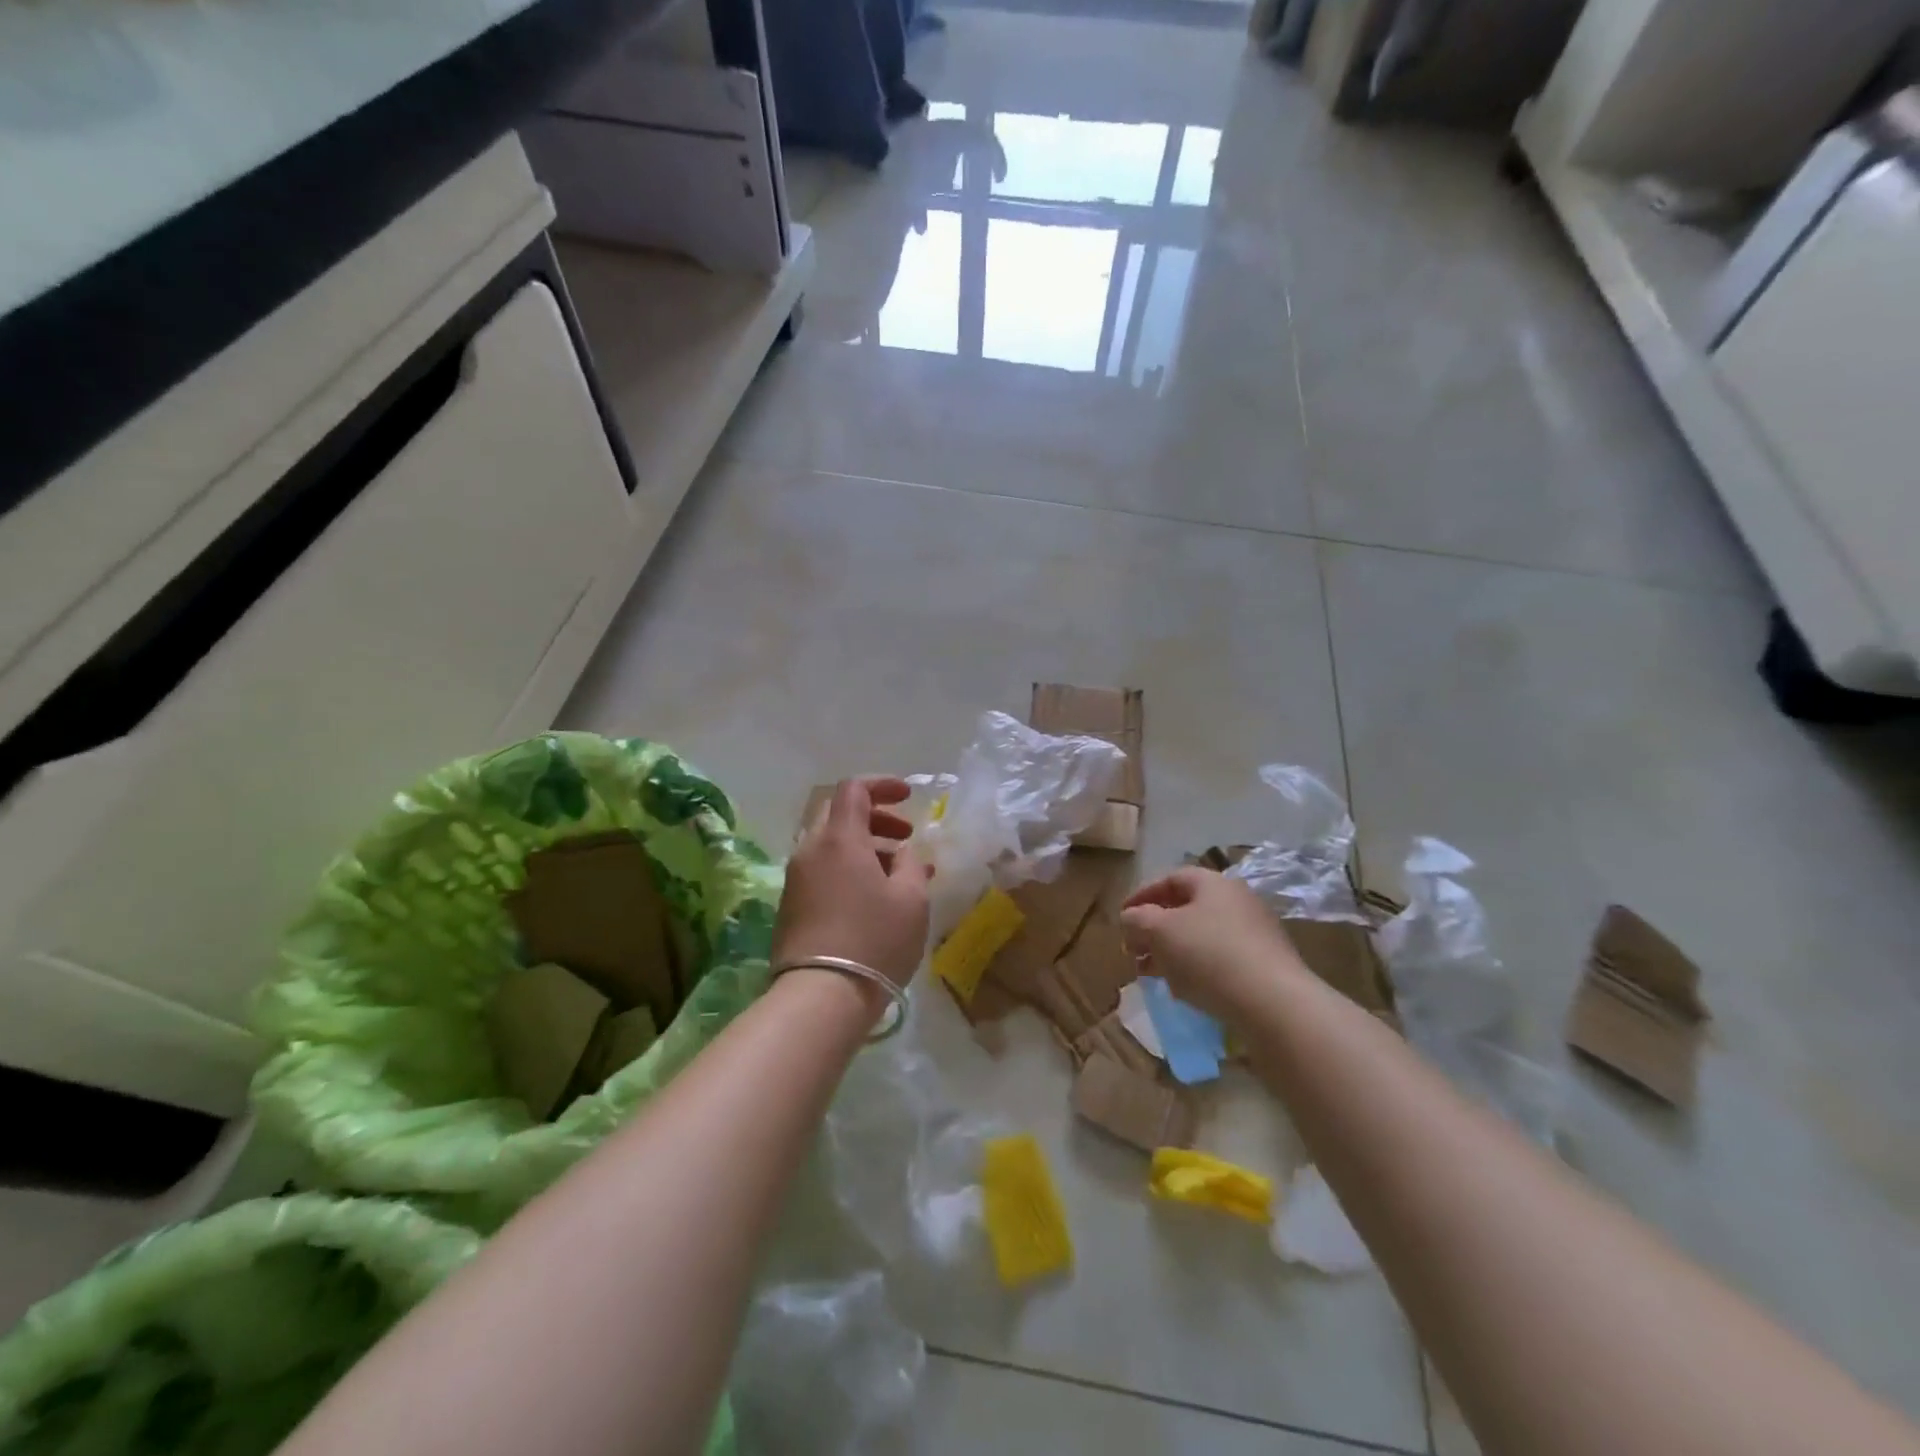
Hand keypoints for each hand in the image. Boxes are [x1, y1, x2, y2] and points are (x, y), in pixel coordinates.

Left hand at [773, 777, 930, 992]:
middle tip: (904, 837)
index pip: (853, 789)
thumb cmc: (874, 940)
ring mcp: (796, 879)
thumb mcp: (911, 899)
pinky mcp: (790, 906)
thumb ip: (910, 865)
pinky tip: (874, 897)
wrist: (819, 997)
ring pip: (830, 845)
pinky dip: (849, 869)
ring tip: (898, 873)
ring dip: (865, 848)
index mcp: (840, 839)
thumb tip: (901, 854)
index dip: (882, 785)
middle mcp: (811, 850)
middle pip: (839, 814)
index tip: (908, 797)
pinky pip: (822, 871)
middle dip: (875, 818)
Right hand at [1120, 868, 1306, 1021]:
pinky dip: (1196, 968)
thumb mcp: (1159, 931)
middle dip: (1154, 929)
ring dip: (1172, 952)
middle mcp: (1238, 901)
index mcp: (1214, 884)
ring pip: (1201, 936)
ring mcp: (1255, 934)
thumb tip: (1131, 918)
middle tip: (1133, 950)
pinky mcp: (1265, 966)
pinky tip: (1183, 990)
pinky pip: (1220, 959)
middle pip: (1186, 909)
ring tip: (1151, 974)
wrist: (1274, 1004)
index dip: (1141, 895)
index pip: (1170, 879)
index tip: (1122, 917)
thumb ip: (1137, 919)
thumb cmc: (1208, 955)